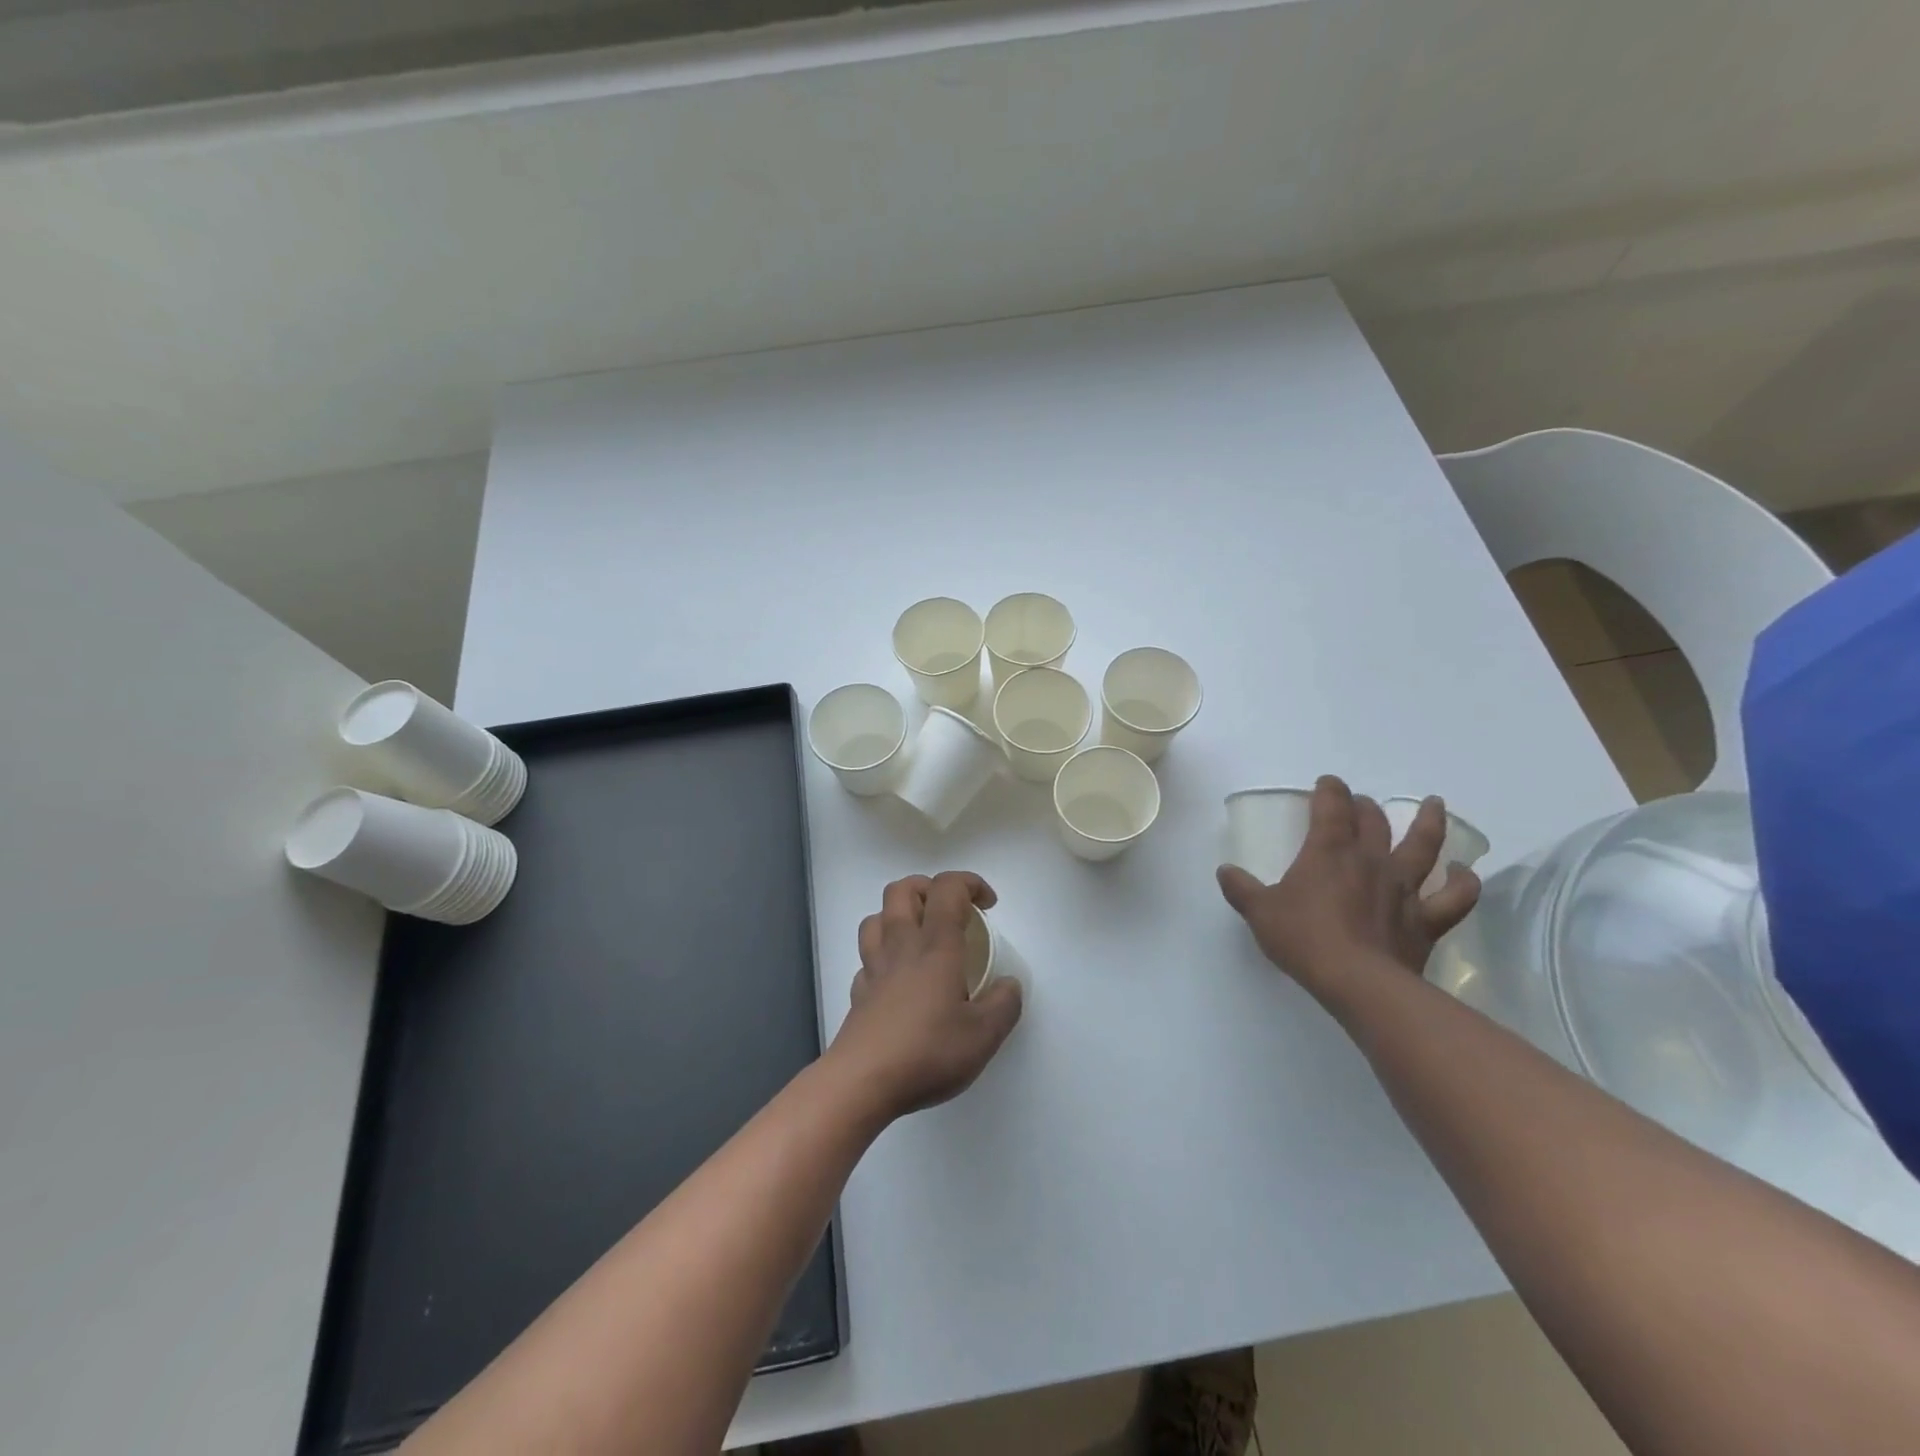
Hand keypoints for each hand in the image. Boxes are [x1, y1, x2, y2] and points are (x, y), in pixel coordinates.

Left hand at [827, 871, 1023, 1120]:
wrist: (862, 1082)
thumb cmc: (928, 1052)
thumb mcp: (984, 1035)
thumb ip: (1004, 1004)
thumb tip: (1009, 984)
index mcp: (936, 946)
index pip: (947, 889)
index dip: (969, 883)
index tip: (988, 905)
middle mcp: (901, 946)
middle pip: (902, 890)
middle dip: (928, 887)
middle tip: (951, 911)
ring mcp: (874, 968)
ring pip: (876, 917)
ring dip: (898, 915)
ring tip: (920, 935)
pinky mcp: (859, 992)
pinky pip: (867, 958)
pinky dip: (883, 956)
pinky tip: (897, 978)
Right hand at [1216, 776, 1480, 1004]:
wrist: (1358, 983)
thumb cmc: (1304, 939)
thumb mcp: (1259, 913)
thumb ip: (1241, 889)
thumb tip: (1225, 871)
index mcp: (1328, 852)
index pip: (1331, 807)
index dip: (1329, 790)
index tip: (1327, 783)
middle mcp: (1370, 860)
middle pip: (1373, 821)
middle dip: (1364, 806)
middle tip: (1359, 803)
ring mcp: (1403, 888)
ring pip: (1423, 845)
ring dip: (1429, 822)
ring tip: (1434, 804)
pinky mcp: (1426, 919)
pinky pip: (1454, 896)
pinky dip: (1463, 881)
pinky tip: (1463, 871)